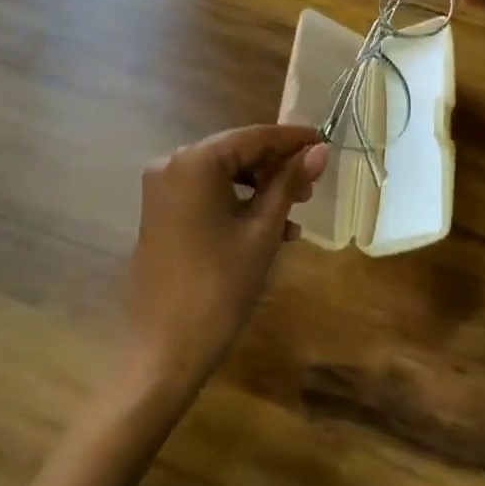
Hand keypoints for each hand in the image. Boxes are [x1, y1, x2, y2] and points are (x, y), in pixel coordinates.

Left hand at [125, 125, 326, 395]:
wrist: (164, 350)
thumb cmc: (219, 286)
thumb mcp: (263, 231)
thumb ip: (289, 183)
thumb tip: (319, 151)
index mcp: (195, 161)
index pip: (254, 136)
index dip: (291, 139)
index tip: (323, 140)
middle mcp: (172, 164)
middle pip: (236, 152)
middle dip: (276, 166)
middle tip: (313, 185)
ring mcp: (162, 189)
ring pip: (223, 174)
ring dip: (260, 187)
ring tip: (295, 212)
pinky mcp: (161, 212)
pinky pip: (206, 193)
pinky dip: (237, 203)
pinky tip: (269, 229)